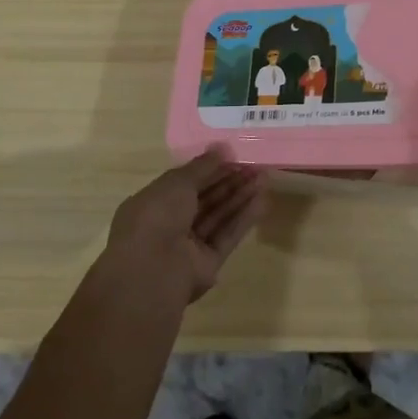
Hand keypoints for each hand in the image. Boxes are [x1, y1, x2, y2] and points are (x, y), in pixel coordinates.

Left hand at [99, 152, 267, 304]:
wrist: (153, 271)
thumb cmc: (157, 216)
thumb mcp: (177, 182)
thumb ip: (202, 166)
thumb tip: (222, 148)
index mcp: (154, 202)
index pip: (185, 182)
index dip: (209, 169)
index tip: (233, 155)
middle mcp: (170, 223)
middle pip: (205, 199)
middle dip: (230, 181)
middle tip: (255, 165)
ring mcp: (189, 245)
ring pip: (218, 216)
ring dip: (241, 197)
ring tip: (264, 178)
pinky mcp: (208, 263)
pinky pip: (227, 236)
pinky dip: (243, 219)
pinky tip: (262, 202)